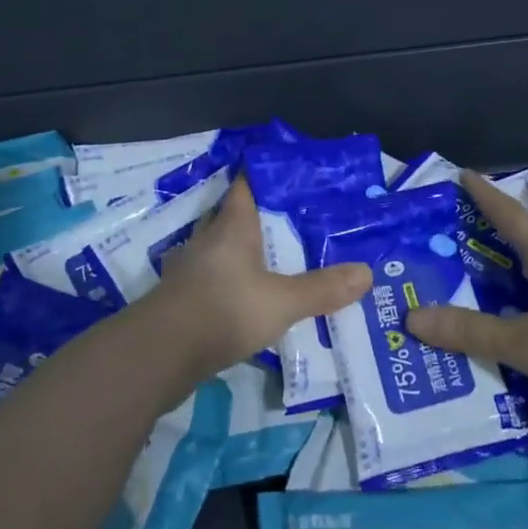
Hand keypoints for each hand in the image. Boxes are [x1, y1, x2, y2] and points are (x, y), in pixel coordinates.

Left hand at [150, 175, 372, 377]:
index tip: (293, 174)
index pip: (246, 185)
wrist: (160, 354)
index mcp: (231, 226)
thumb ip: (322, 289)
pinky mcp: (185, 297)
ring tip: (279, 257)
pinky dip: (233, 280)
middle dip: (261, 216)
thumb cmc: (223, 310)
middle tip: (296, 219)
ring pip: (222, 248)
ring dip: (245, 250)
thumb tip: (367, 273)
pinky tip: (251, 295)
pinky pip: (215, 277)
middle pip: (234, 216)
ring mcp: (192, 269)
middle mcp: (209, 239)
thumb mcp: (281, 302)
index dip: (266, 175)